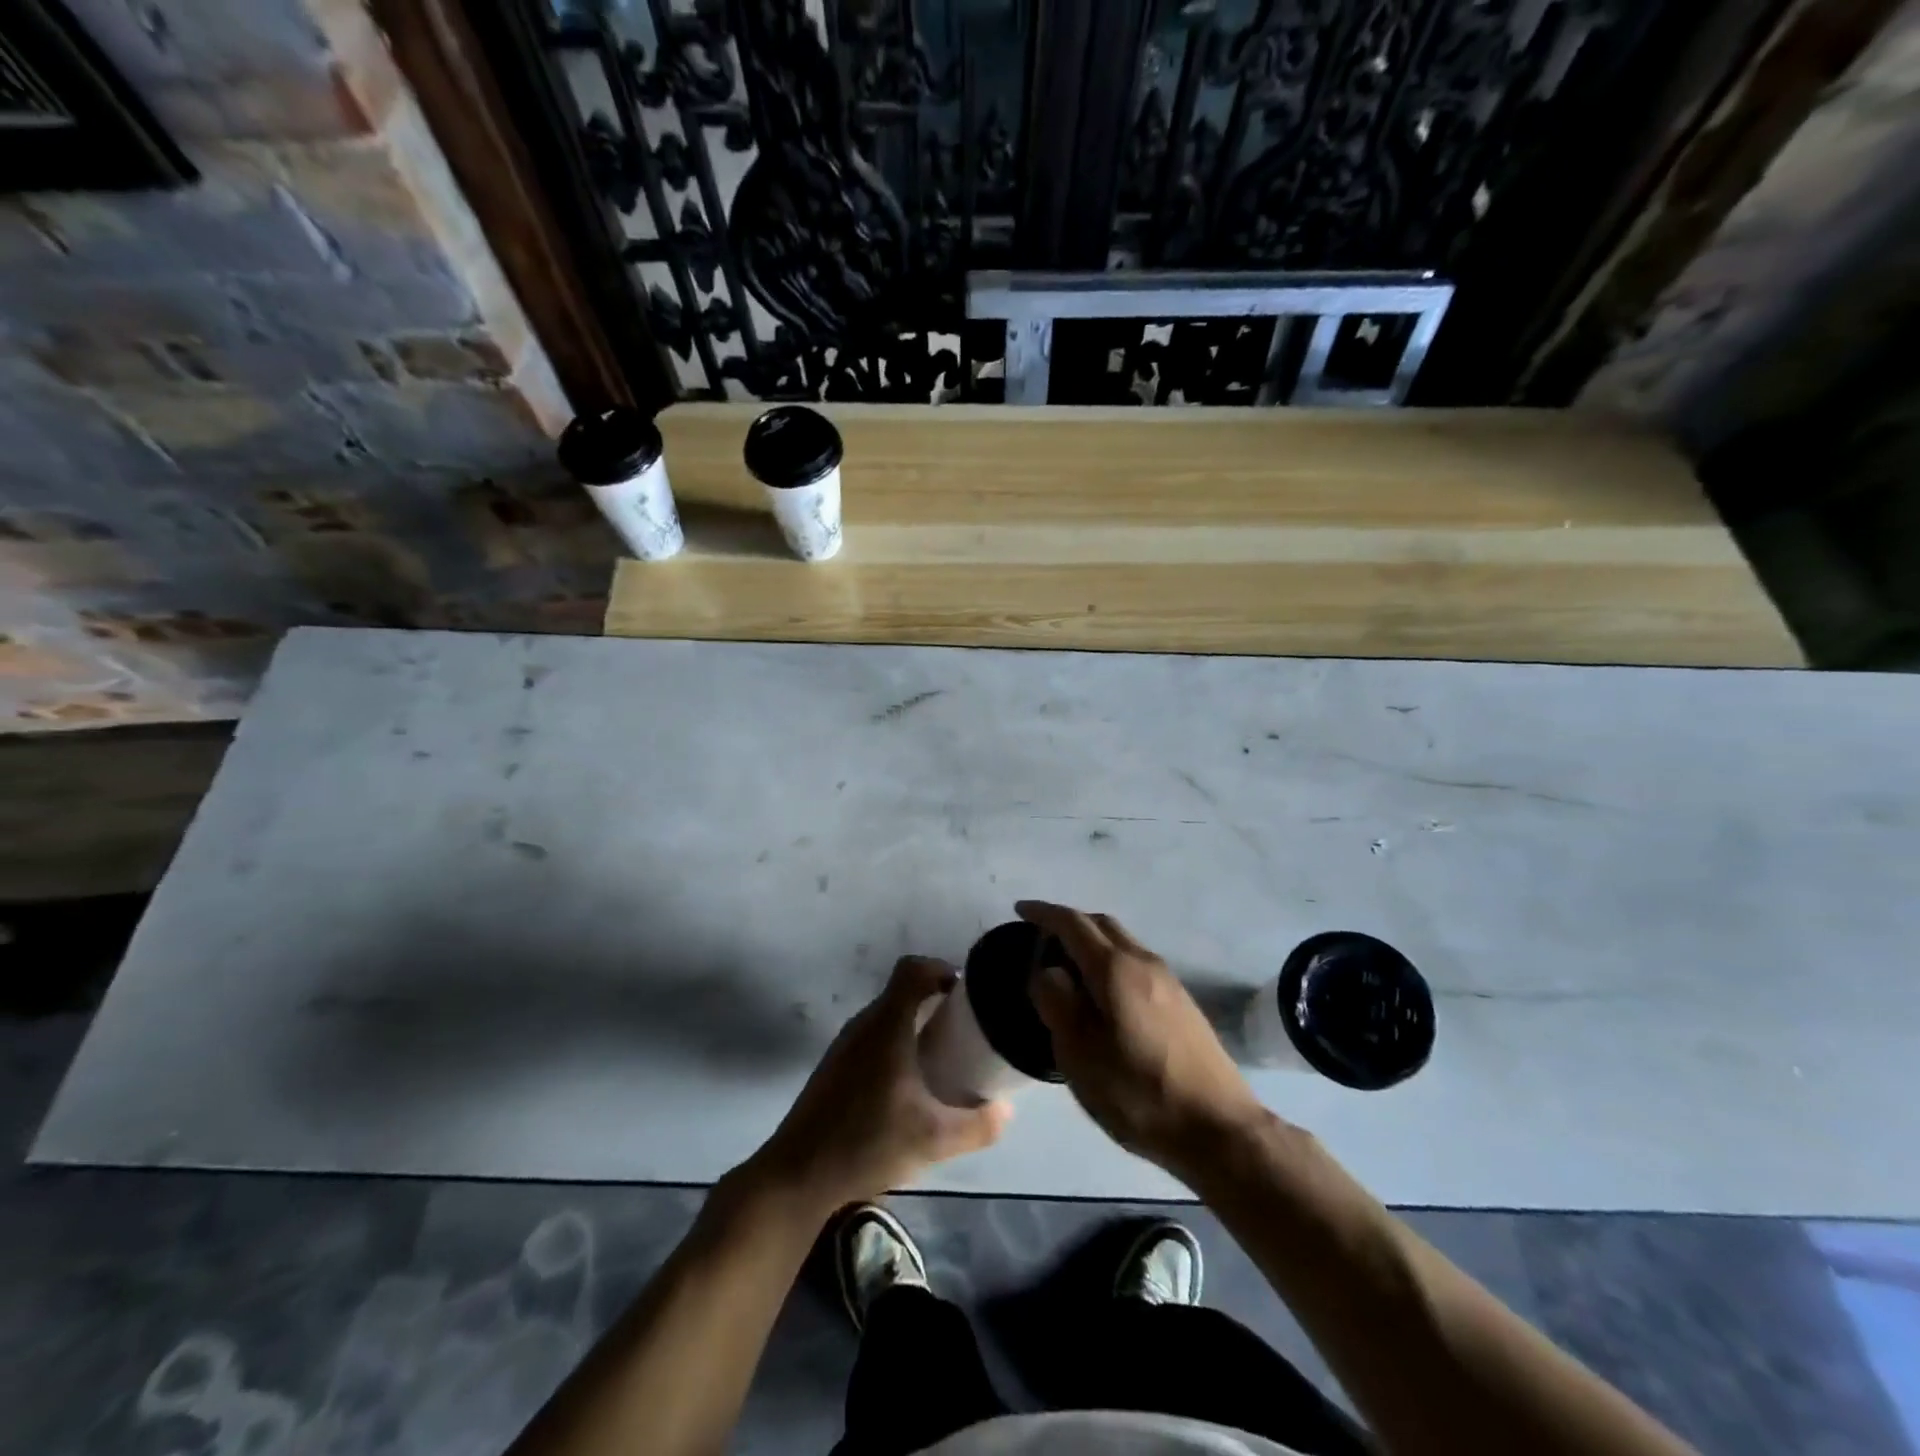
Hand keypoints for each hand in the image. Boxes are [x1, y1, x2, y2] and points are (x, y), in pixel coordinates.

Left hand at [748, 956, 1011, 1212]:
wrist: (797, 1175)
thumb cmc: (867, 1143)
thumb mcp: (934, 1141)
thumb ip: (979, 1125)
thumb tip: (1006, 1110)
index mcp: (887, 1025)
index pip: (912, 968)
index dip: (941, 969)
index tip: (965, 995)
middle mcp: (864, 1024)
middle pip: (903, 991)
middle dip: (936, 1002)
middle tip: (964, 1031)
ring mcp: (845, 1044)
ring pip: (887, 1015)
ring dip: (916, 1024)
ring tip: (942, 1057)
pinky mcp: (835, 1065)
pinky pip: (873, 1036)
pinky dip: (897, 1043)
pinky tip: (909, 1084)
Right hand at [1023, 900, 1264, 1182]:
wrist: (1219, 1129)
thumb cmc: (1139, 1094)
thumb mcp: (1080, 1056)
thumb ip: (1057, 1004)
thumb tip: (1049, 971)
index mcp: (1115, 969)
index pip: (1073, 923)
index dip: (1044, 913)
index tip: (1019, 910)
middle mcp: (1144, 962)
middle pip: (1101, 924)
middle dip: (1068, 923)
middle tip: (1039, 941)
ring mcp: (1168, 980)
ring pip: (1122, 942)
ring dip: (1091, 942)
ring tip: (1067, 968)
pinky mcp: (1181, 1001)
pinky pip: (1135, 962)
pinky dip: (1110, 961)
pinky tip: (1102, 993)